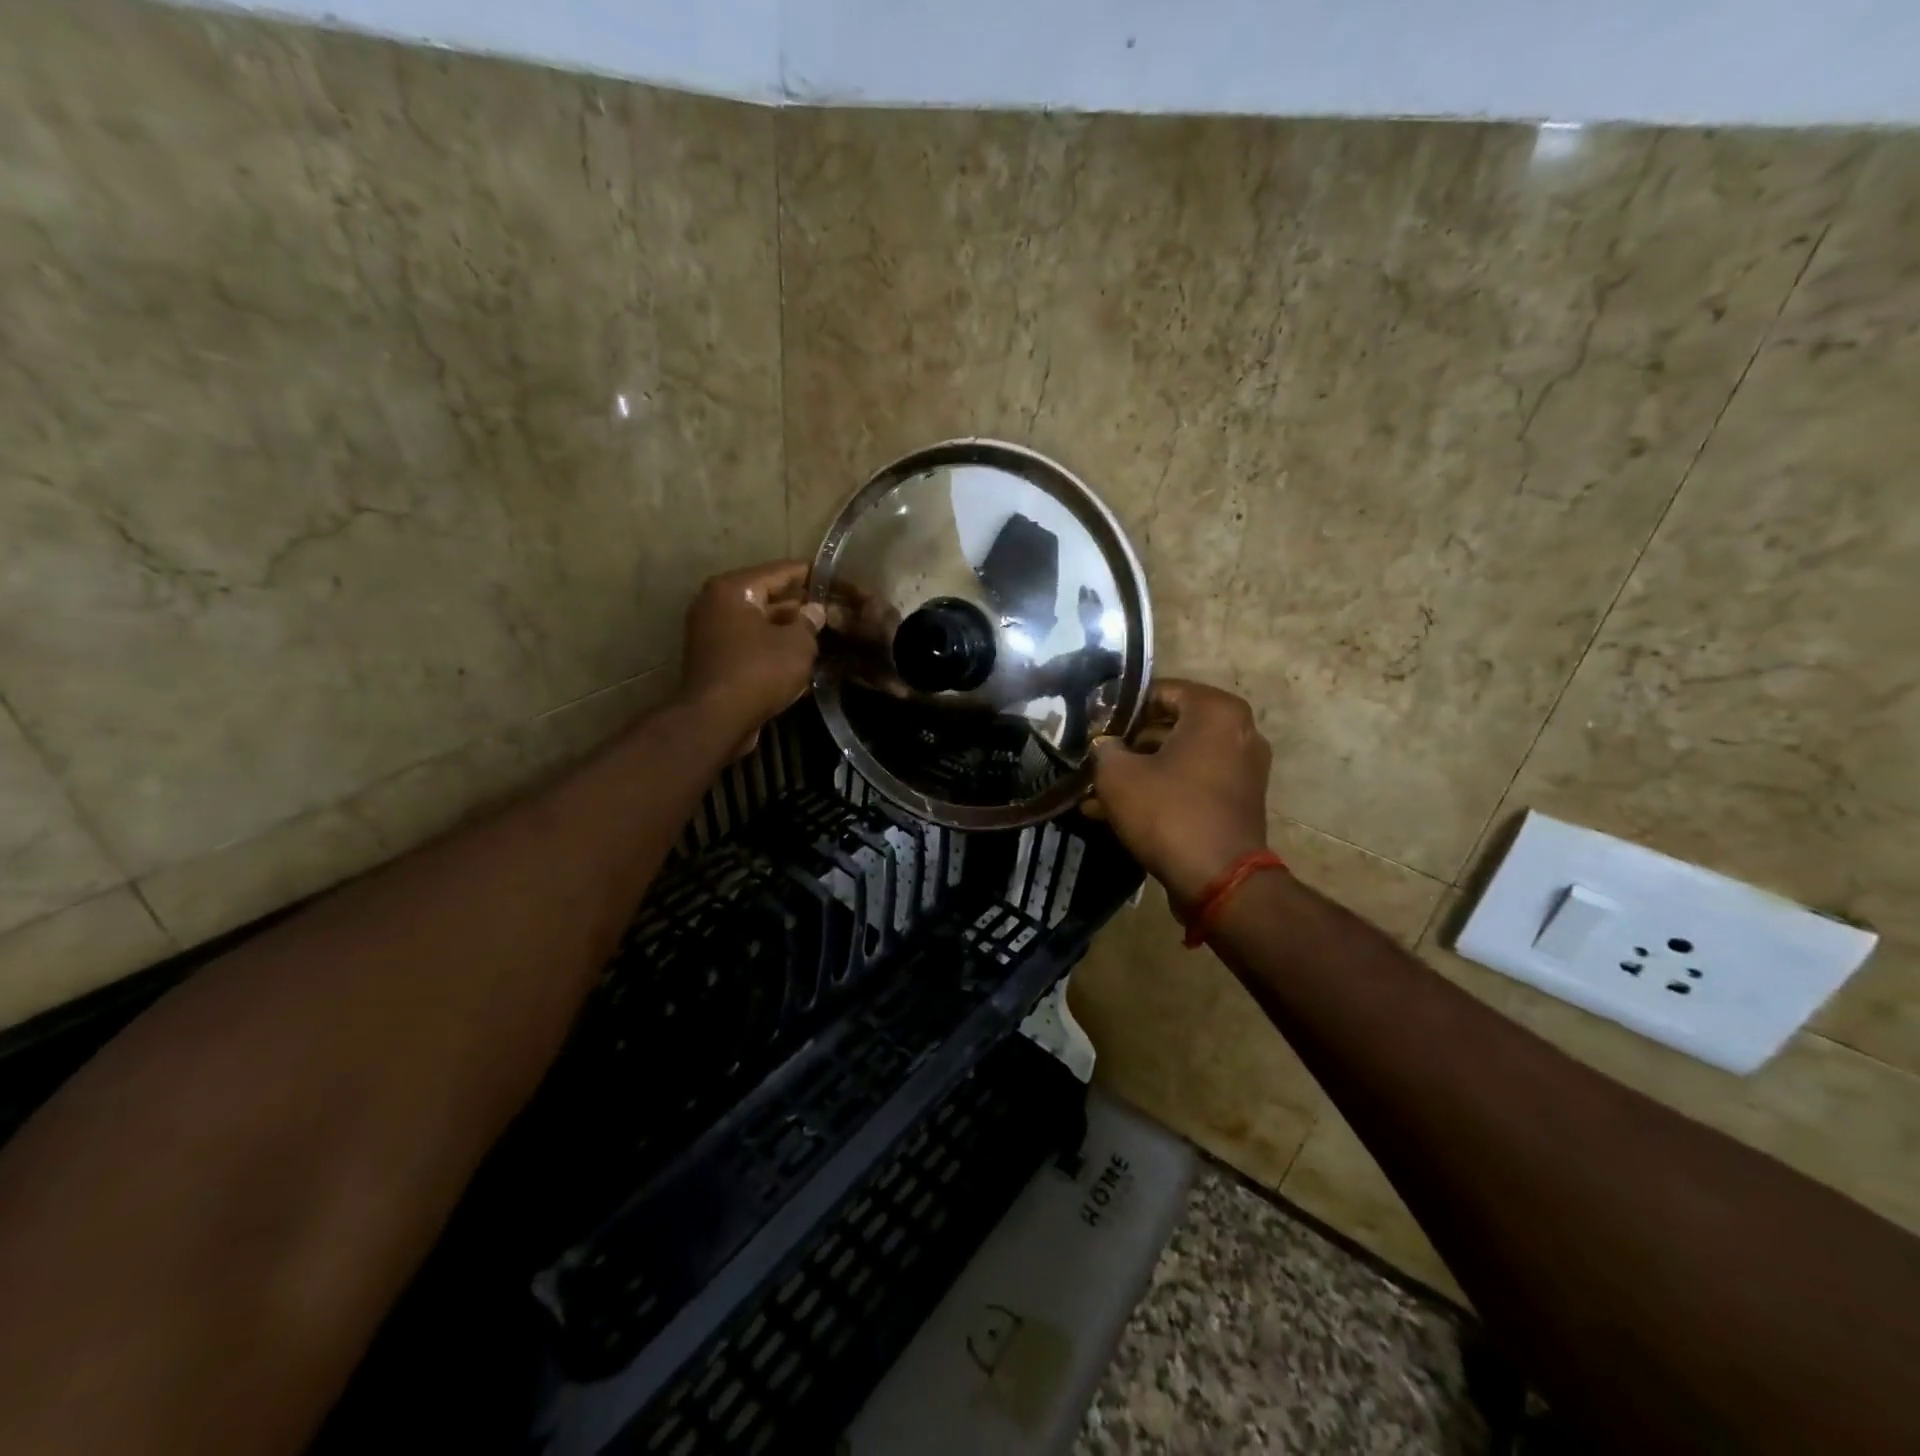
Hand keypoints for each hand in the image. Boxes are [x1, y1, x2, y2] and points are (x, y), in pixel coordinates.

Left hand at [679, 560, 825, 756]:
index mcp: (733, 589)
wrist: (716, 720)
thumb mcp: (798, 644)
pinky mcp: (715, 661)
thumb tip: (815, 611)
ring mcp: (712, 634)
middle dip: (801, 606)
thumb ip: (810, 622)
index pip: (781, 571)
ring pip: (760, 625)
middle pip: (768, 597)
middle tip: (834, 611)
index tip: (837, 578)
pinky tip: (802, 661)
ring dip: (789, 631)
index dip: (813, 574)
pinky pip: (751, 647)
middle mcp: (716, 604)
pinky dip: (774, 651)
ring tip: (824, 636)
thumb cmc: (758, 672)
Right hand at [1086, 679, 1272, 908]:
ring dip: (1139, 770)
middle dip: (1128, 743)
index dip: (1120, 707)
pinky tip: (1118, 811)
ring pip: (1178, 757)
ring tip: (1096, 791)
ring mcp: (1243, 767)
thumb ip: (1104, 749)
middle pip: (1170, 724)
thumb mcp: (1118, 776)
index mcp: (1216, 711)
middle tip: (1094, 756)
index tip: (1093, 724)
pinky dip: (1161, 789)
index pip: (1159, 691)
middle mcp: (1238, 731)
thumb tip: (1104, 745)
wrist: (1219, 880)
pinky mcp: (1238, 799)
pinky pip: (1192, 782)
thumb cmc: (1168, 813)